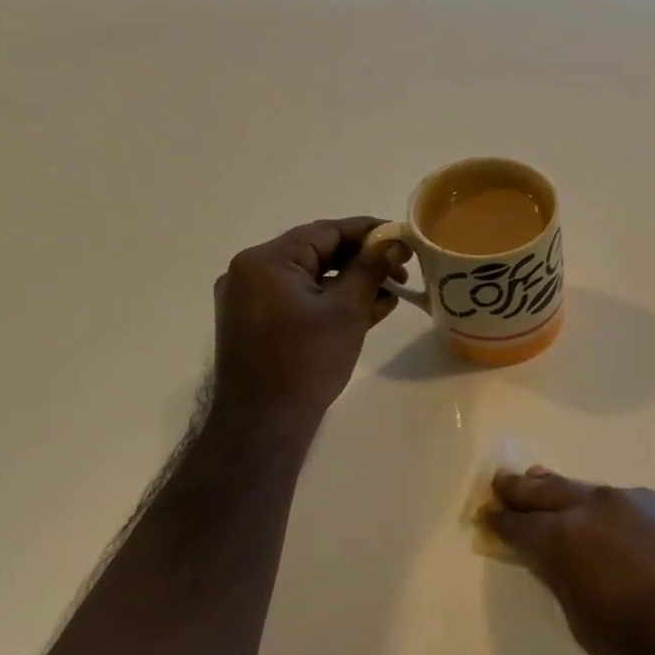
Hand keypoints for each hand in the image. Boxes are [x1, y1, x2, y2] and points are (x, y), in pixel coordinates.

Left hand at [210, 218, 402, 434]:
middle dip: (363, 260)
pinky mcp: (257, 323)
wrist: (263, 423)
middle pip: (318, 253)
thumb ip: (371, 270)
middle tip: (403, 269)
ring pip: (312, 278)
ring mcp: (250, 300)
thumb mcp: (347, 310)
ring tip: (392, 292)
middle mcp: (251, 273)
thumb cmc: (306, 361)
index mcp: (266, 261)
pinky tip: (369, 309)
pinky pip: (300, 299)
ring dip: (352, 282)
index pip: (326, 232)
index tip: (403, 237)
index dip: (369, 232)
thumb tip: (394, 242)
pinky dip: (332, 300)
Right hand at [484, 469, 654, 654]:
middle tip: (503, 483)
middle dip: (523, 489)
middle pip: (551, 490)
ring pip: (591, 492)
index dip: (501, 522)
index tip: (487, 516)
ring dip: (568, 494)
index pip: (522, 524)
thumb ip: (564, 580)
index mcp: (568, 538)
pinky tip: (610, 521)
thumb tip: (553, 558)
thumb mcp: (586, 625)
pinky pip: (628, 503)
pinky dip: (608, 509)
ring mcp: (640, 500)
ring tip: (548, 488)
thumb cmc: (647, 650)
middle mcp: (599, 506)